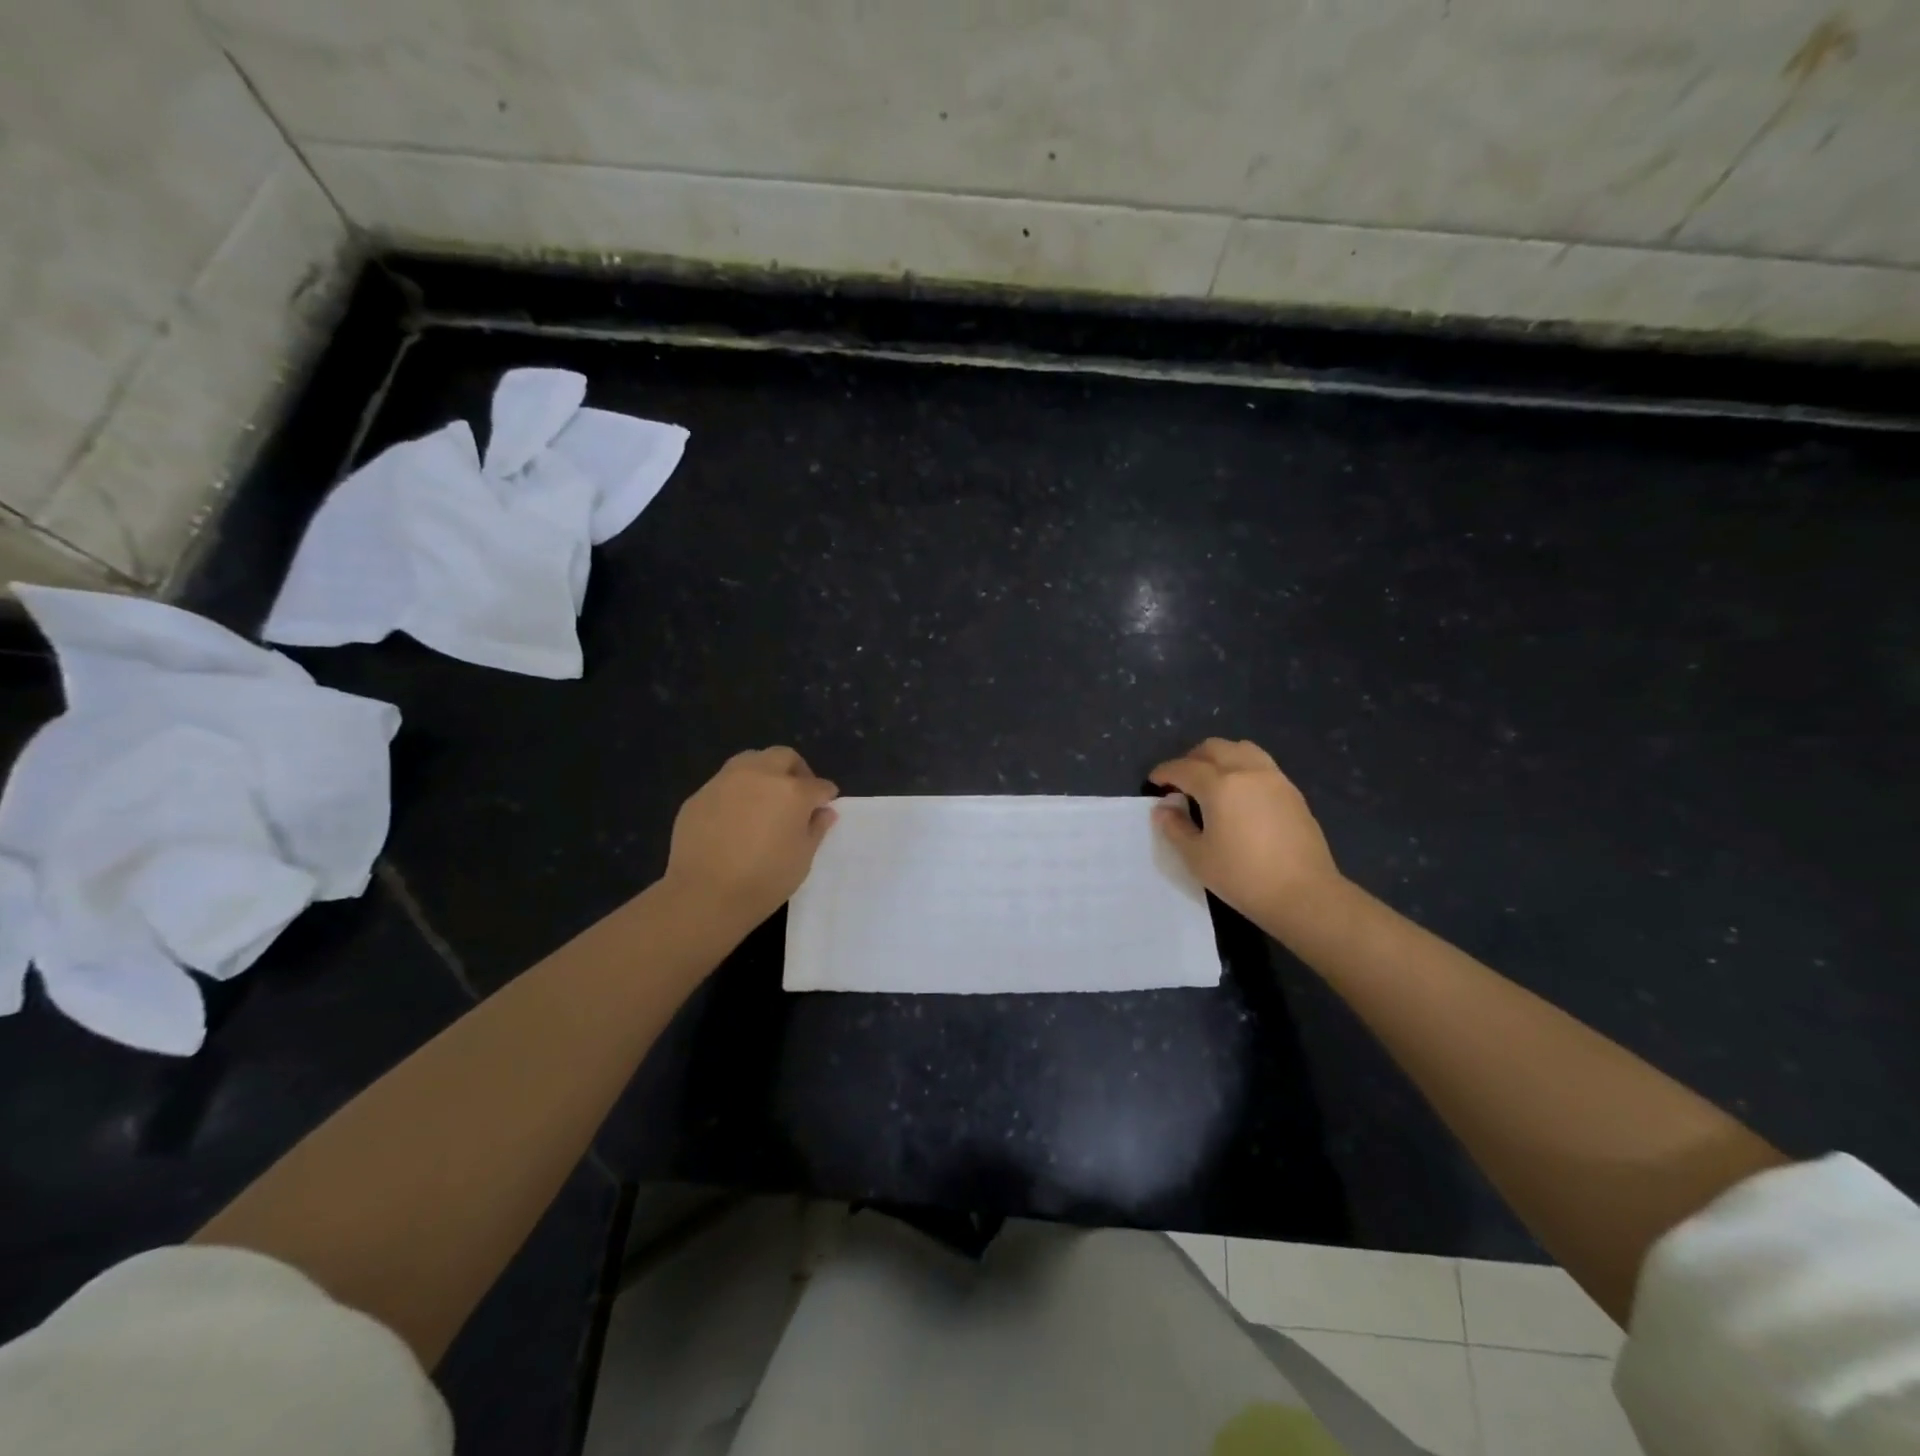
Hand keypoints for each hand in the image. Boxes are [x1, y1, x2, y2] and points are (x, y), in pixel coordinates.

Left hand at [663, 747, 838, 930]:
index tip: (824, 806)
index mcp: (792, 791)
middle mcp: (760, 776)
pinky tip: (734, 819)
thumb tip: (824, 812)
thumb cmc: (765, 880)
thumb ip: (816, 828)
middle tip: (797, 795)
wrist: (705, 895)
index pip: (818, 785)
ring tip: (764, 800)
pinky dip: (737, 792)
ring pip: (751, 761)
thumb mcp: (803, 858)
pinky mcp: (699, 795)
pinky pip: (725, 784)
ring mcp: (725, 781)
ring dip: (764, 773)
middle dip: (796, 771)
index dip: (825, 796)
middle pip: (784, 757)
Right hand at [1150, 738, 1343, 929]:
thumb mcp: (1197, 857)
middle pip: (1214, 748)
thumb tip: (1164, 809)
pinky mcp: (1293, 793)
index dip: (1164, 772)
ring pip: (1242, 749)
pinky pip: (1262, 765)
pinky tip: (1240, 795)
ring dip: (1220, 757)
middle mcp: (1247, 772)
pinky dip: (1243, 768)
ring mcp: (1274, 779)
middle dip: (1191, 759)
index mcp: (1220, 785)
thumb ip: (1175, 828)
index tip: (1154, 782)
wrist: (1304, 894)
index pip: (1184, 768)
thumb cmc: (1243, 877)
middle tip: (1181, 781)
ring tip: (1212, 781)